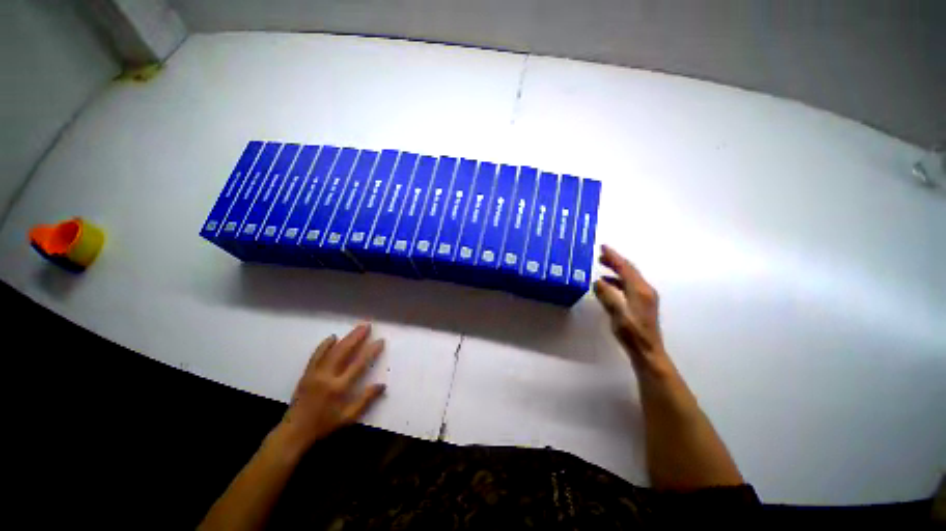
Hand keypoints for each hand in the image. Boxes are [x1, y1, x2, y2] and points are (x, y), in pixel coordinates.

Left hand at [274, 324, 385, 455]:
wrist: (294, 431)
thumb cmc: (324, 425)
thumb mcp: (348, 417)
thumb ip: (366, 400)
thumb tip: (382, 385)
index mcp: (339, 388)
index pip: (359, 364)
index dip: (371, 351)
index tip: (380, 341)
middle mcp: (327, 377)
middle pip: (344, 351)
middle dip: (357, 337)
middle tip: (367, 326)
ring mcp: (315, 373)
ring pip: (332, 350)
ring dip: (345, 338)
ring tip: (356, 328)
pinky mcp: (307, 373)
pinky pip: (316, 355)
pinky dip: (324, 345)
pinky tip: (332, 337)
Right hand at [593, 245, 670, 375]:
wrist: (648, 351)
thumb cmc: (632, 334)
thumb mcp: (617, 314)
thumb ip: (607, 296)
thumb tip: (597, 281)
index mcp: (640, 290)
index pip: (625, 268)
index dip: (614, 257)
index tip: (603, 247)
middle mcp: (644, 290)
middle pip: (629, 270)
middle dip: (615, 261)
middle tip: (600, 256)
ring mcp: (645, 297)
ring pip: (629, 277)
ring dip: (616, 270)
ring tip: (602, 267)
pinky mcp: (642, 304)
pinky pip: (629, 285)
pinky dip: (618, 280)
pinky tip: (608, 285)